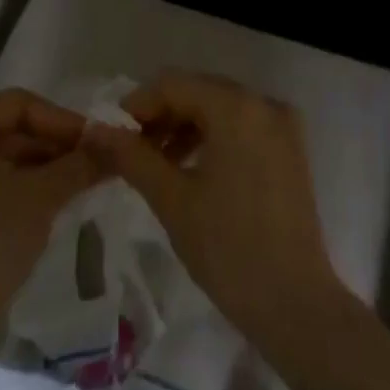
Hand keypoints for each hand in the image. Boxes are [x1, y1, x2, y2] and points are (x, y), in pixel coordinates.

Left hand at [0, 90, 101, 347]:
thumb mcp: (42, 196)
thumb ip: (79, 163)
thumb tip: (114, 144)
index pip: (19, 104)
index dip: (62, 119)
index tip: (96, 140)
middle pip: (10, 127)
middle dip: (55, 143)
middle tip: (95, 160)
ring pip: (3, 153)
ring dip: (44, 164)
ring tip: (83, 179)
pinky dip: (23, 182)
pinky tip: (56, 197)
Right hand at [81, 71, 342, 348]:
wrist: (295, 304)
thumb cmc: (228, 248)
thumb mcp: (171, 199)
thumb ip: (131, 156)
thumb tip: (94, 131)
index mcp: (237, 107)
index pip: (173, 85)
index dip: (137, 105)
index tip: (110, 135)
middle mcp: (264, 104)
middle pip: (199, 91)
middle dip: (161, 115)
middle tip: (129, 149)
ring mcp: (283, 126)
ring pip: (220, 108)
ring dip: (184, 127)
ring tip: (155, 162)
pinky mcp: (290, 150)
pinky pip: (242, 127)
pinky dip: (213, 138)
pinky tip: (190, 168)